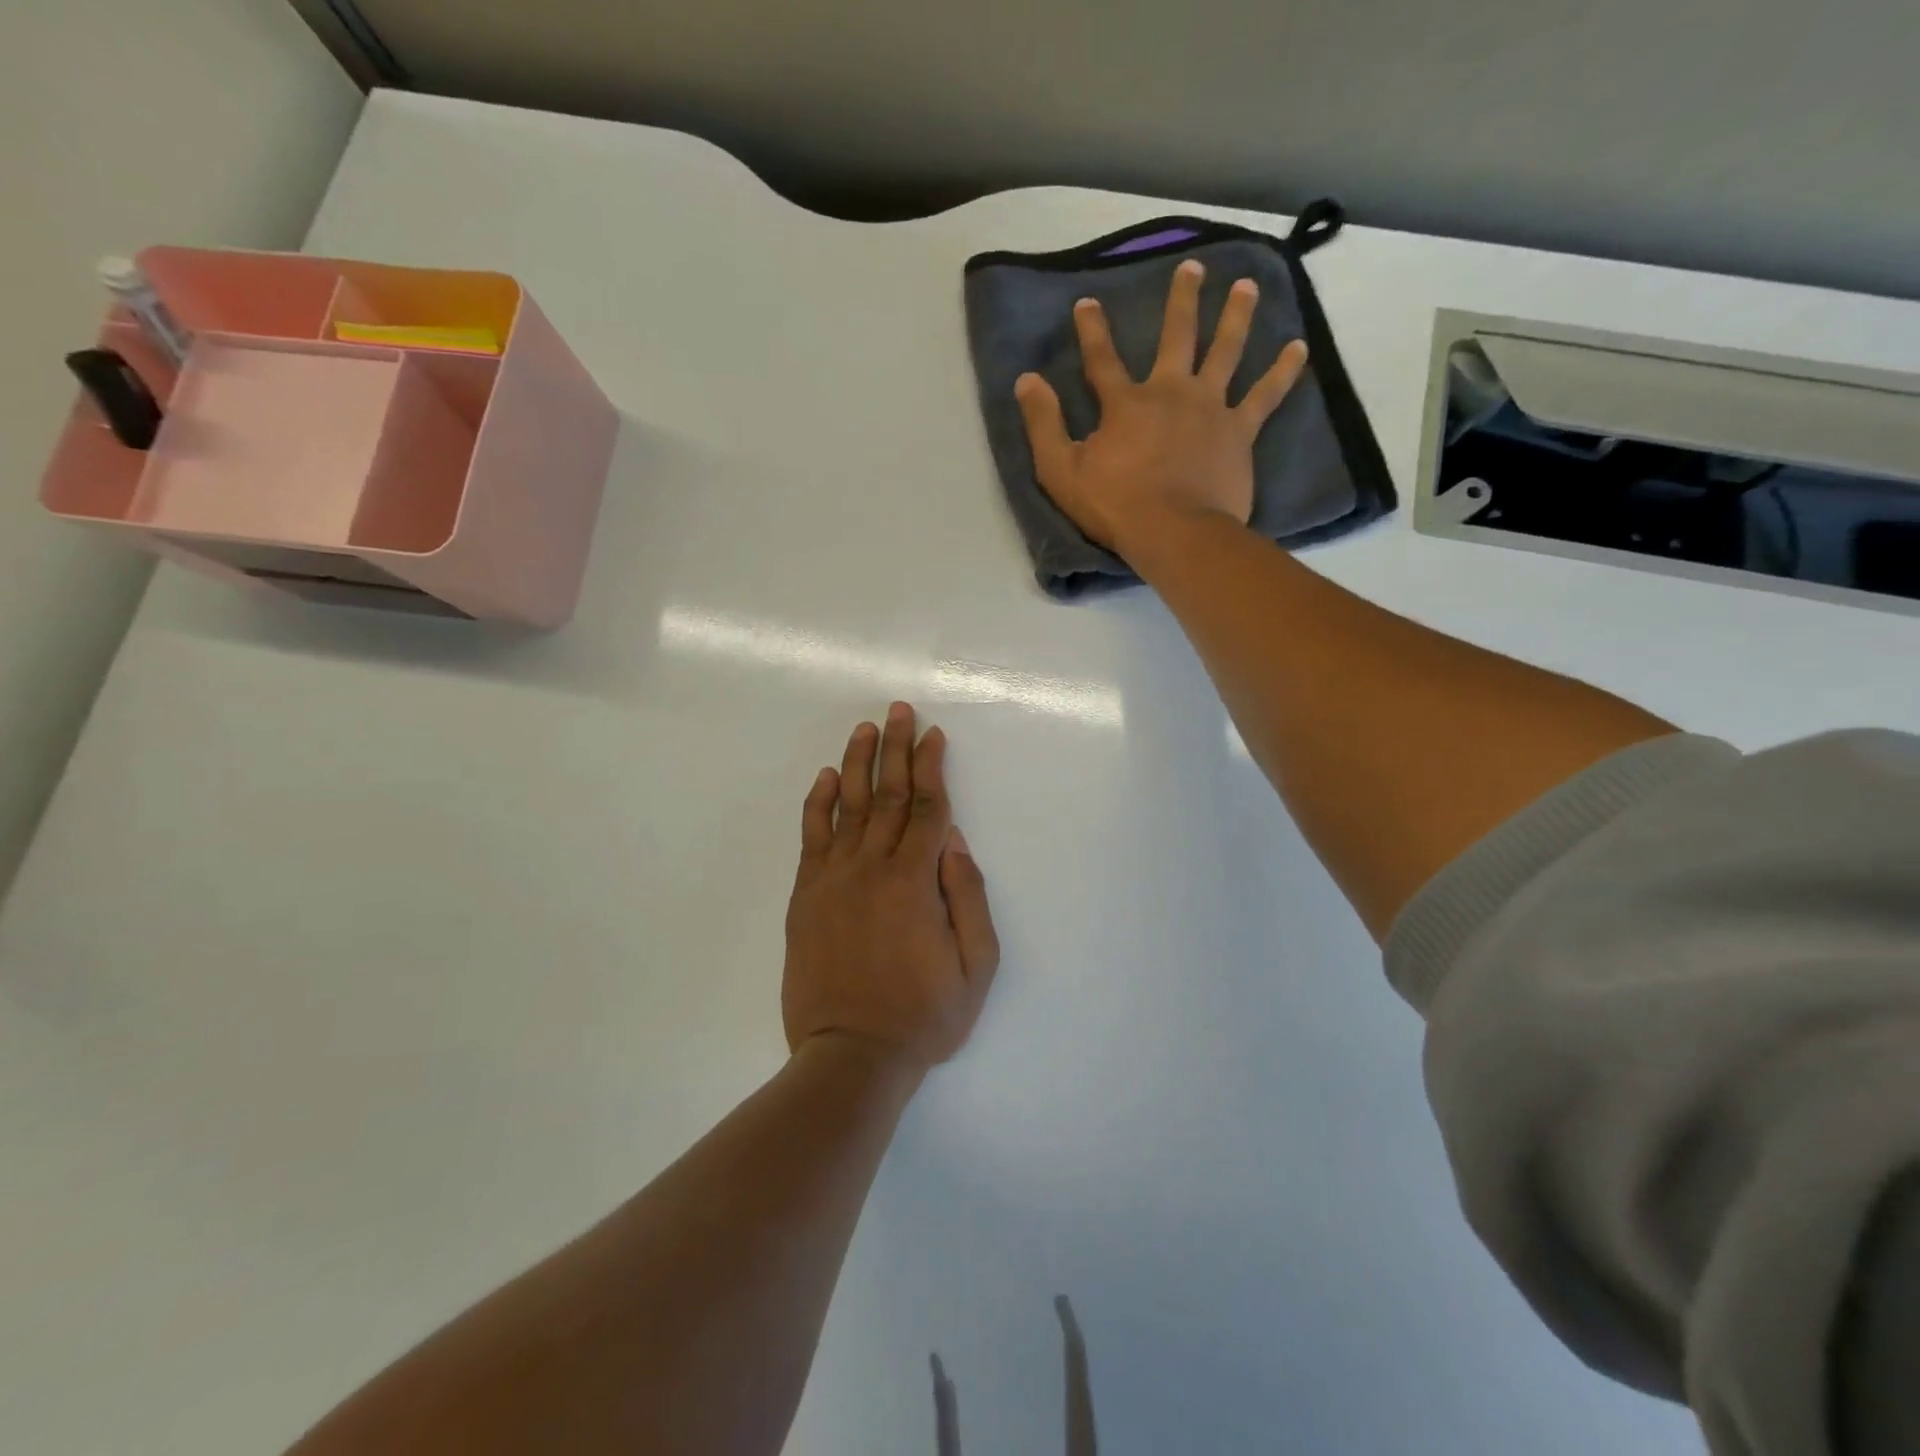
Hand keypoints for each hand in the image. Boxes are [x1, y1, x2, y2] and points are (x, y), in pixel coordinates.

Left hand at [782, 703, 999, 1072]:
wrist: (850, 1055)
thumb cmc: (923, 1015)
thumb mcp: (975, 966)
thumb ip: (968, 897)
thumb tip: (956, 841)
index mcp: (916, 881)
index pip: (929, 808)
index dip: (933, 767)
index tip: (934, 734)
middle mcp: (873, 867)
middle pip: (889, 794)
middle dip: (896, 748)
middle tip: (899, 710)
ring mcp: (834, 879)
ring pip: (847, 806)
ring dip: (857, 763)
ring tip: (864, 729)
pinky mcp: (806, 896)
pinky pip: (811, 837)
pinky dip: (817, 803)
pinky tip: (823, 777)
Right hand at [1014, 259, 1309, 565]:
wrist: (1174, 533)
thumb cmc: (1114, 507)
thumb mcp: (1061, 471)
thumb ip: (1043, 424)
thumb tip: (1026, 380)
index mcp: (1126, 403)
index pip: (1102, 358)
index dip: (1092, 330)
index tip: (1087, 302)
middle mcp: (1171, 393)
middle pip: (1178, 336)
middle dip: (1182, 300)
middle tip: (1193, 268)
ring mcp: (1210, 409)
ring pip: (1226, 351)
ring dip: (1236, 316)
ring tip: (1247, 286)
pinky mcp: (1239, 432)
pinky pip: (1265, 395)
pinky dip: (1282, 371)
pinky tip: (1298, 347)